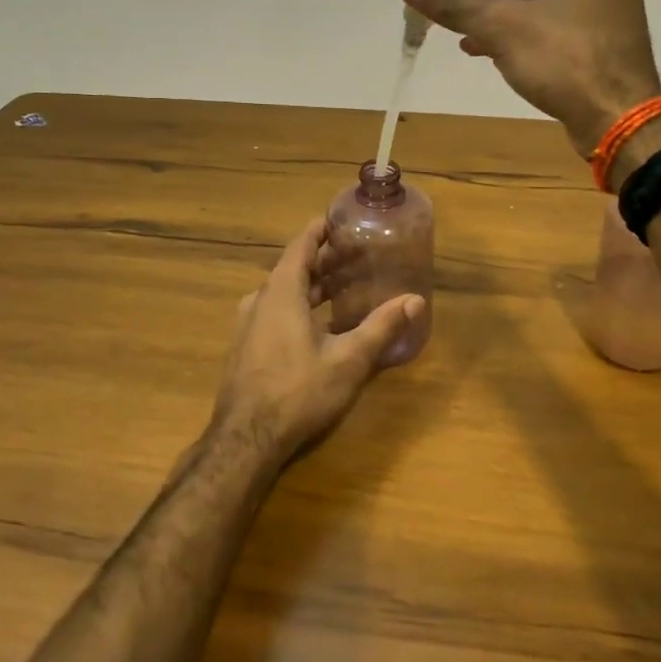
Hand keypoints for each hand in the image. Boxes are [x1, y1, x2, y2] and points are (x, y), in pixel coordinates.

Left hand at [211, 218, 423, 463]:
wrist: (245, 440)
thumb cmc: (298, 391)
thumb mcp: (348, 360)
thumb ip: (381, 327)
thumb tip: (415, 300)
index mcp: (281, 292)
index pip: (300, 245)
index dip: (320, 230)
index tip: (341, 220)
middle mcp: (261, 300)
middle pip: (293, 269)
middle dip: (324, 261)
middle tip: (356, 256)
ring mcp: (249, 325)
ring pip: (283, 293)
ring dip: (312, 286)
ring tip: (343, 287)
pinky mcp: (247, 348)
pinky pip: (275, 312)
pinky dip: (299, 306)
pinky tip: (320, 325)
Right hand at [394, 0, 660, 156]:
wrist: (619, 123)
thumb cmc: (568, 62)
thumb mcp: (504, 27)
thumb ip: (453, 2)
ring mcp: (593, 0)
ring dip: (484, 0)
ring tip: (441, 12)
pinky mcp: (586, 33)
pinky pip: (538, 15)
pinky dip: (505, 24)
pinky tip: (470, 42)